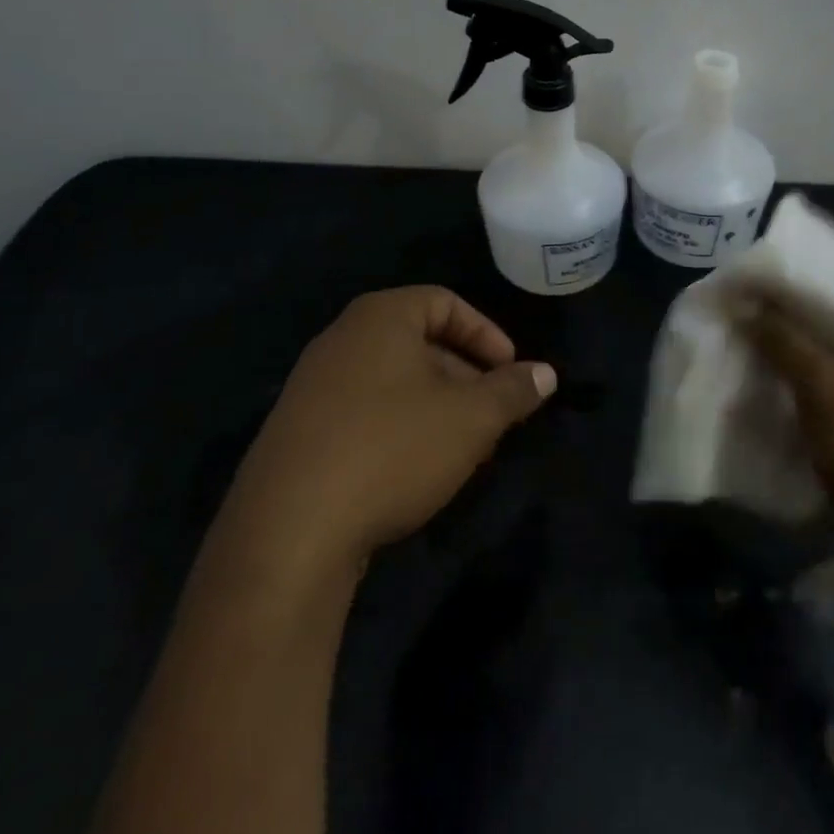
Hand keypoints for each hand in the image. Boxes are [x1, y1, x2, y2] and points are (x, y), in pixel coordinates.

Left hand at [218, 287, 555, 581]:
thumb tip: (545, 374)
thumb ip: (512, 390)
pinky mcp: (298, 429)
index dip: (487, 334)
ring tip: (461, 448)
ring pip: (394, 379)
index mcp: (380, 317)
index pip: (445, 303)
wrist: (288, 531)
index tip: (511, 373)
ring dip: (436, 405)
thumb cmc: (392, 450)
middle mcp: (342, 338)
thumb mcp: (470, 419)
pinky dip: (399, 425)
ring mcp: (313, 384)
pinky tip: (414, 469)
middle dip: (465, 375)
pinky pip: (364, 409)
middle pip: (419, 341)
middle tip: (492, 416)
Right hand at [746, 292, 833, 583]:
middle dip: (784, 328)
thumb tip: (744, 302)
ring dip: (790, 364)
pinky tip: (766, 397)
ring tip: (741, 355)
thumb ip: (784, 339)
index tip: (742, 291)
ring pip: (831, 365)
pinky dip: (804, 396)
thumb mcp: (827, 388)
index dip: (787, 289)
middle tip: (735, 323)